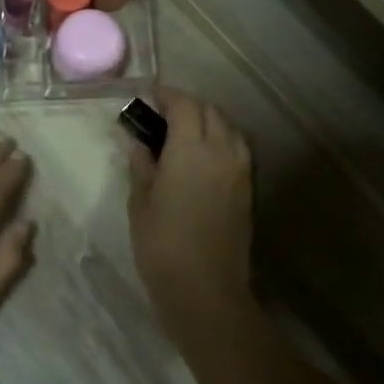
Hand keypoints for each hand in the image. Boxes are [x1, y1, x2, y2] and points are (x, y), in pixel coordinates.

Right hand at [126, 89, 252, 335]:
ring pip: (227, 127)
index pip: (184, 105)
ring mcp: (240, 170)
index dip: (166, 94)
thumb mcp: (140, 200)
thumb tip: (137, 138)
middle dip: (186, 104)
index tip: (148, 95)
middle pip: (209, 111)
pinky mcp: (247, 189)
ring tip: (181, 131)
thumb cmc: (162, 244)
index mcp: (191, 149)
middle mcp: (222, 151)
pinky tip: (201, 154)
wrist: (205, 289)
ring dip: (206, 120)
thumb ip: (141, 162)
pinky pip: (236, 148)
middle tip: (160, 113)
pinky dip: (220, 139)